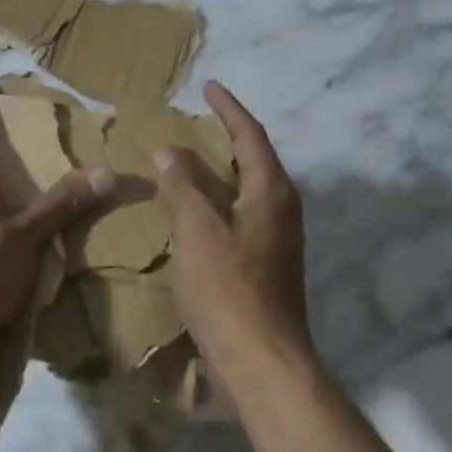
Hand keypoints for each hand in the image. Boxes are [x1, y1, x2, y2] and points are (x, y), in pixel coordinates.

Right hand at [156, 81, 310, 372]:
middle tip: (202, 118)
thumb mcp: (197, 230)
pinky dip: (223, 197)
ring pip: (252, 187)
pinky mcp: (271, 264)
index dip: (229, 108)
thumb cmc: (229, 289)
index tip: (210, 86)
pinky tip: (201, 209)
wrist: (265, 365)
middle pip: (256, 158)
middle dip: (230, 135)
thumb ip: (182, 185)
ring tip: (197, 158)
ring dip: (226, 167)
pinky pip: (246, 211)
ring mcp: (280, 239)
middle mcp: (283, 208)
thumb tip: (169, 149)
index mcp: (271, 191)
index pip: (250, 135)